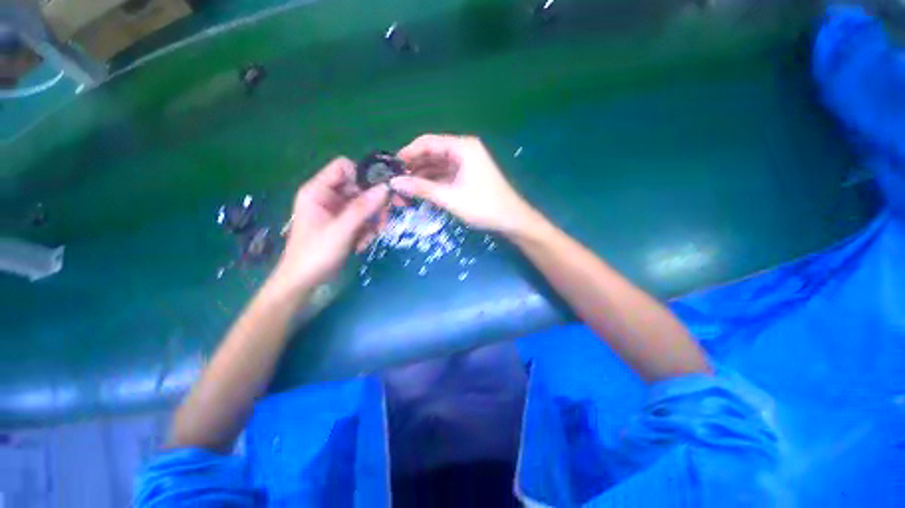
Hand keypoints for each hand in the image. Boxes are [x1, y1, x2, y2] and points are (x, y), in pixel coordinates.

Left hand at [274, 158, 388, 289]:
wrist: (305, 282)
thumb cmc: (316, 254)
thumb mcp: (341, 230)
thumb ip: (363, 208)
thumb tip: (386, 188)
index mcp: (318, 190)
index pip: (343, 167)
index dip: (363, 176)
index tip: (380, 192)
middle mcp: (329, 197)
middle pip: (359, 187)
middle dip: (373, 204)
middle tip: (383, 220)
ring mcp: (337, 211)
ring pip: (365, 205)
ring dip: (373, 221)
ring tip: (370, 237)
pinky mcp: (345, 224)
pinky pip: (364, 219)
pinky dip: (367, 230)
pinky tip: (362, 244)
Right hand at [391, 134, 538, 234]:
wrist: (511, 220)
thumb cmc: (483, 206)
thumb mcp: (450, 197)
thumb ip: (422, 188)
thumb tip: (394, 182)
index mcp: (462, 147)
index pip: (427, 142)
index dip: (408, 153)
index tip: (391, 167)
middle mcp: (463, 150)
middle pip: (431, 153)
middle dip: (413, 167)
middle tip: (395, 181)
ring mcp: (466, 163)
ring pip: (437, 165)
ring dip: (421, 176)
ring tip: (404, 189)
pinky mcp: (467, 176)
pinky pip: (444, 175)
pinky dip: (432, 182)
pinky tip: (420, 192)